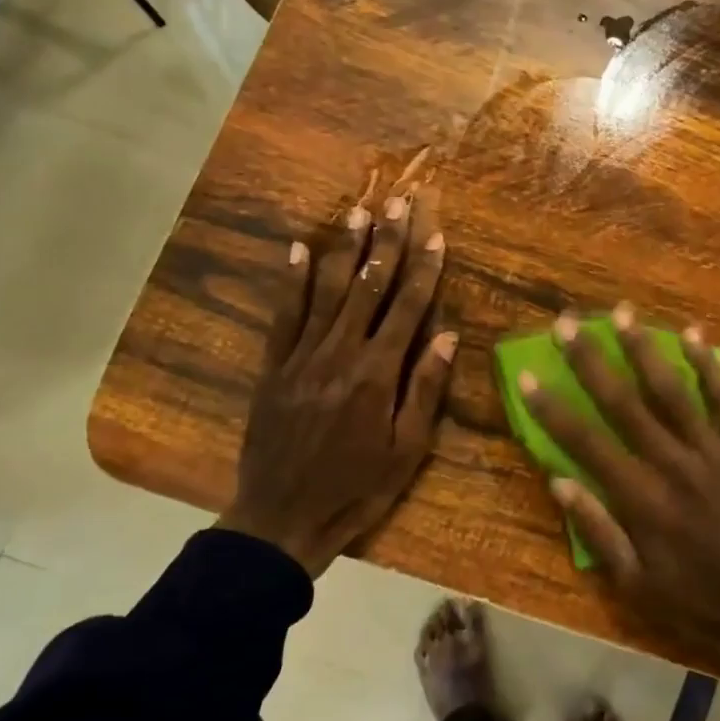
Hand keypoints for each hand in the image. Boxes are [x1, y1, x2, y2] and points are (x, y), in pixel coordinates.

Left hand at [217, 190, 456, 577]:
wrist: (281, 519)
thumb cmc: (356, 489)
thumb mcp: (406, 450)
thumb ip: (425, 389)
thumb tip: (447, 335)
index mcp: (377, 374)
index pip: (407, 308)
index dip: (423, 268)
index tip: (435, 232)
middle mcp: (340, 354)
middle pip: (368, 287)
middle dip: (387, 242)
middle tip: (398, 201)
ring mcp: (301, 357)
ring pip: (327, 291)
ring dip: (345, 249)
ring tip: (359, 211)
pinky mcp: (273, 368)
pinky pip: (283, 315)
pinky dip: (291, 280)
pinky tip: (297, 249)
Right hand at [520, 304, 719, 707]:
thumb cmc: (696, 593)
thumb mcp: (636, 583)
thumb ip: (598, 531)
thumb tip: (559, 483)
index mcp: (642, 499)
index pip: (587, 443)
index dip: (553, 409)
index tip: (528, 376)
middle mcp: (673, 464)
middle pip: (625, 403)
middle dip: (592, 360)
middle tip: (567, 323)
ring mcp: (714, 451)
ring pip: (674, 391)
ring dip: (645, 349)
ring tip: (623, 312)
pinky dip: (709, 367)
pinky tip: (694, 334)